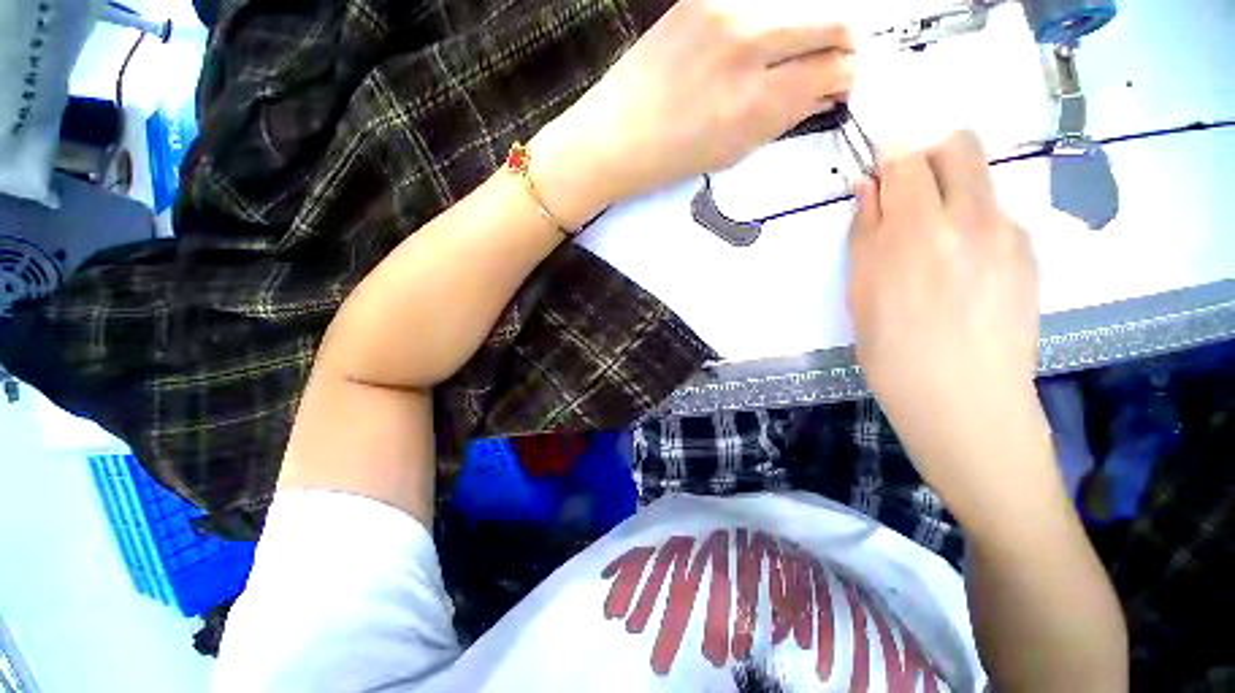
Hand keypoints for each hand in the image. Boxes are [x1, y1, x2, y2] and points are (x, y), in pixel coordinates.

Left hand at [532, 0, 854, 223]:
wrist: (615, 136)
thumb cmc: (671, 158)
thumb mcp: (734, 151)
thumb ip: (784, 118)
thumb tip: (825, 93)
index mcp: (756, 101)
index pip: (835, 70)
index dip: (845, 78)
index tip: (837, 85)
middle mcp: (747, 45)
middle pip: (833, 22)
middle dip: (841, 45)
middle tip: (828, 62)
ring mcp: (723, 12)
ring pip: (797, 6)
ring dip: (804, 29)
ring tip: (782, 57)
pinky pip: (755, 2)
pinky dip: (765, 20)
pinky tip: (748, 45)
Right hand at [847, 131, 1046, 514]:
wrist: (964, 399)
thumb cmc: (893, 350)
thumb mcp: (861, 292)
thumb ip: (865, 232)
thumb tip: (869, 188)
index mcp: (918, 232)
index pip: (907, 161)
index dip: (889, 156)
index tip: (878, 170)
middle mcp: (972, 219)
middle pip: (960, 146)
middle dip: (928, 156)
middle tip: (907, 195)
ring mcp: (1009, 235)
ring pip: (981, 182)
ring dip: (952, 194)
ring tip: (934, 246)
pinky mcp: (1030, 255)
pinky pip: (998, 217)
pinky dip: (973, 225)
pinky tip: (961, 270)